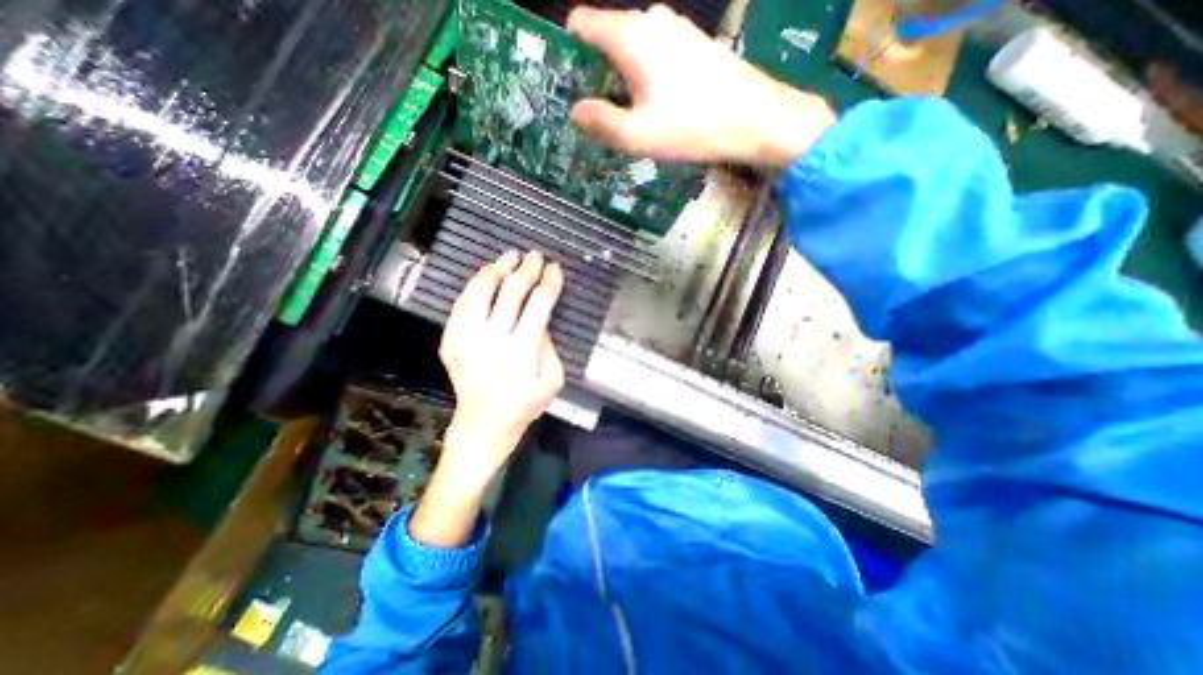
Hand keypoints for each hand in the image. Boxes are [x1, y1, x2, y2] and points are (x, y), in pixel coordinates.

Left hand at [412, 249, 566, 548]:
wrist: (484, 423)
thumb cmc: (524, 404)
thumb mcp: (552, 380)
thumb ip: (550, 345)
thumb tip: (541, 318)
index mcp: (521, 351)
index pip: (538, 304)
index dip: (549, 282)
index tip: (555, 270)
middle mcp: (492, 340)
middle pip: (511, 291)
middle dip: (527, 269)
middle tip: (536, 257)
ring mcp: (466, 338)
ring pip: (481, 290)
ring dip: (498, 268)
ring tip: (510, 256)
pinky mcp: (451, 340)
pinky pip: (462, 303)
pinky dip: (476, 284)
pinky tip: (487, 274)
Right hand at [568, 6, 832, 167]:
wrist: (754, 120)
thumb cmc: (692, 127)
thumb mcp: (638, 135)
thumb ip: (601, 122)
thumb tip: (576, 111)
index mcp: (631, 36)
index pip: (583, 23)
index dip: (568, 50)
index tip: (565, 82)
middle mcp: (652, 21)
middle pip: (607, 38)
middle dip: (596, 72)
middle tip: (595, 112)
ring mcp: (677, 30)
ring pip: (633, 48)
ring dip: (622, 77)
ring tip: (624, 115)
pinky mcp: (693, 45)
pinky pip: (656, 55)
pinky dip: (645, 76)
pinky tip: (653, 106)